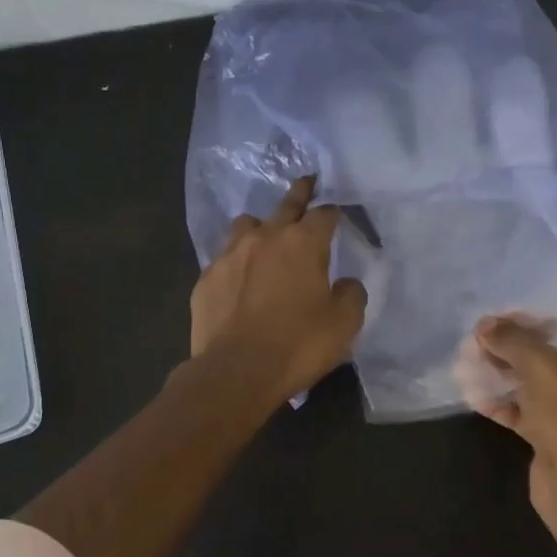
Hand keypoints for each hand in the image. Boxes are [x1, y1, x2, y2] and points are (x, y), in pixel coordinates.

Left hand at [190, 177, 367, 405]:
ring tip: (265, 239)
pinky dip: (236, 263)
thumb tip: (344, 283)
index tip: (337, 212)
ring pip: (246, 225)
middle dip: (300, 194)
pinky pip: (224, 259)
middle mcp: (264, 238)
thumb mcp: (344, 323)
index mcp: (303, 243)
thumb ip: (351, 294)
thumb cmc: (298, 345)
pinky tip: (239, 281)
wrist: (235, 373)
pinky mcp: (206, 279)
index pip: (324, 213)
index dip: (333, 210)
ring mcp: (229, 256)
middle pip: (286, 204)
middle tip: (307, 184)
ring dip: (260, 227)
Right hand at [460, 315, 556, 524]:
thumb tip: (485, 325)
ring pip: (532, 382)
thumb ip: (512, 339)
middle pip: (546, 352)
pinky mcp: (555, 434)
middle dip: (508, 347)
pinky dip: (502, 402)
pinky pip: (525, 410)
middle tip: (474, 340)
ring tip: (465, 363)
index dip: (529, 317)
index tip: (494, 315)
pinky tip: (473, 395)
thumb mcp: (540, 365)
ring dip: (500, 374)